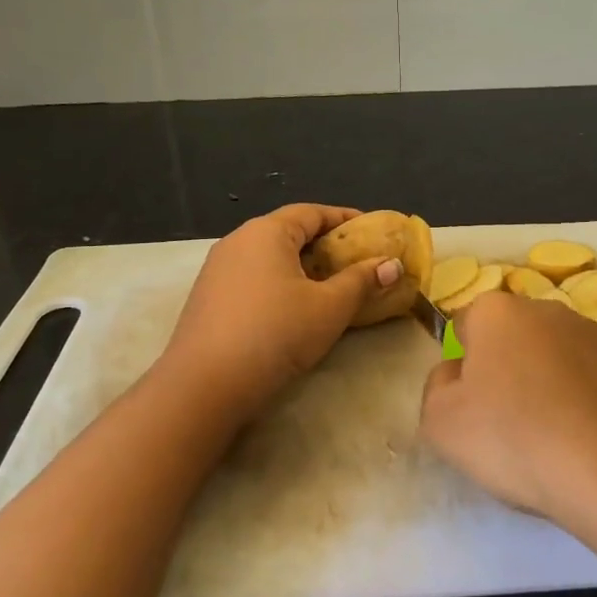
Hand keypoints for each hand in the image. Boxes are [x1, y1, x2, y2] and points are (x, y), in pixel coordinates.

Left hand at [160, 204, 404, 421]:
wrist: (204, 385)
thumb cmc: (275, 334)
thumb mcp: (329, 308)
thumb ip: (362, 281)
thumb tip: (393, 264)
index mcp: (267, 231)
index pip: (312, 212)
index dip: (345, 219)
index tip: (372, 230)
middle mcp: (238, 241)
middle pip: (289, 232)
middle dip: (325, 244)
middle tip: (356, 261)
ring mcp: (218, 269)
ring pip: (270, 257)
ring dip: (302, 266)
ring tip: (330, 286)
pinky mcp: (208, 297)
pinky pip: (253, 277)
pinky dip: (280, 283)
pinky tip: (293, 308)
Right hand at [418, 292, 596, 577]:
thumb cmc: (517, 440)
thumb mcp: (442, 424)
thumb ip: (437, 387)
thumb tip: (455, 372)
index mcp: (498, 313)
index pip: (466, 324)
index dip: (464, 364)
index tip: (472, 404)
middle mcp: (551, 310)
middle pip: (516, 337)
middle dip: (510, 369)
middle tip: (511, 424)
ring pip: (561, 357)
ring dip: (553, 385)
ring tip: (559, 440)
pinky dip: (594, 403)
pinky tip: (596, 443)